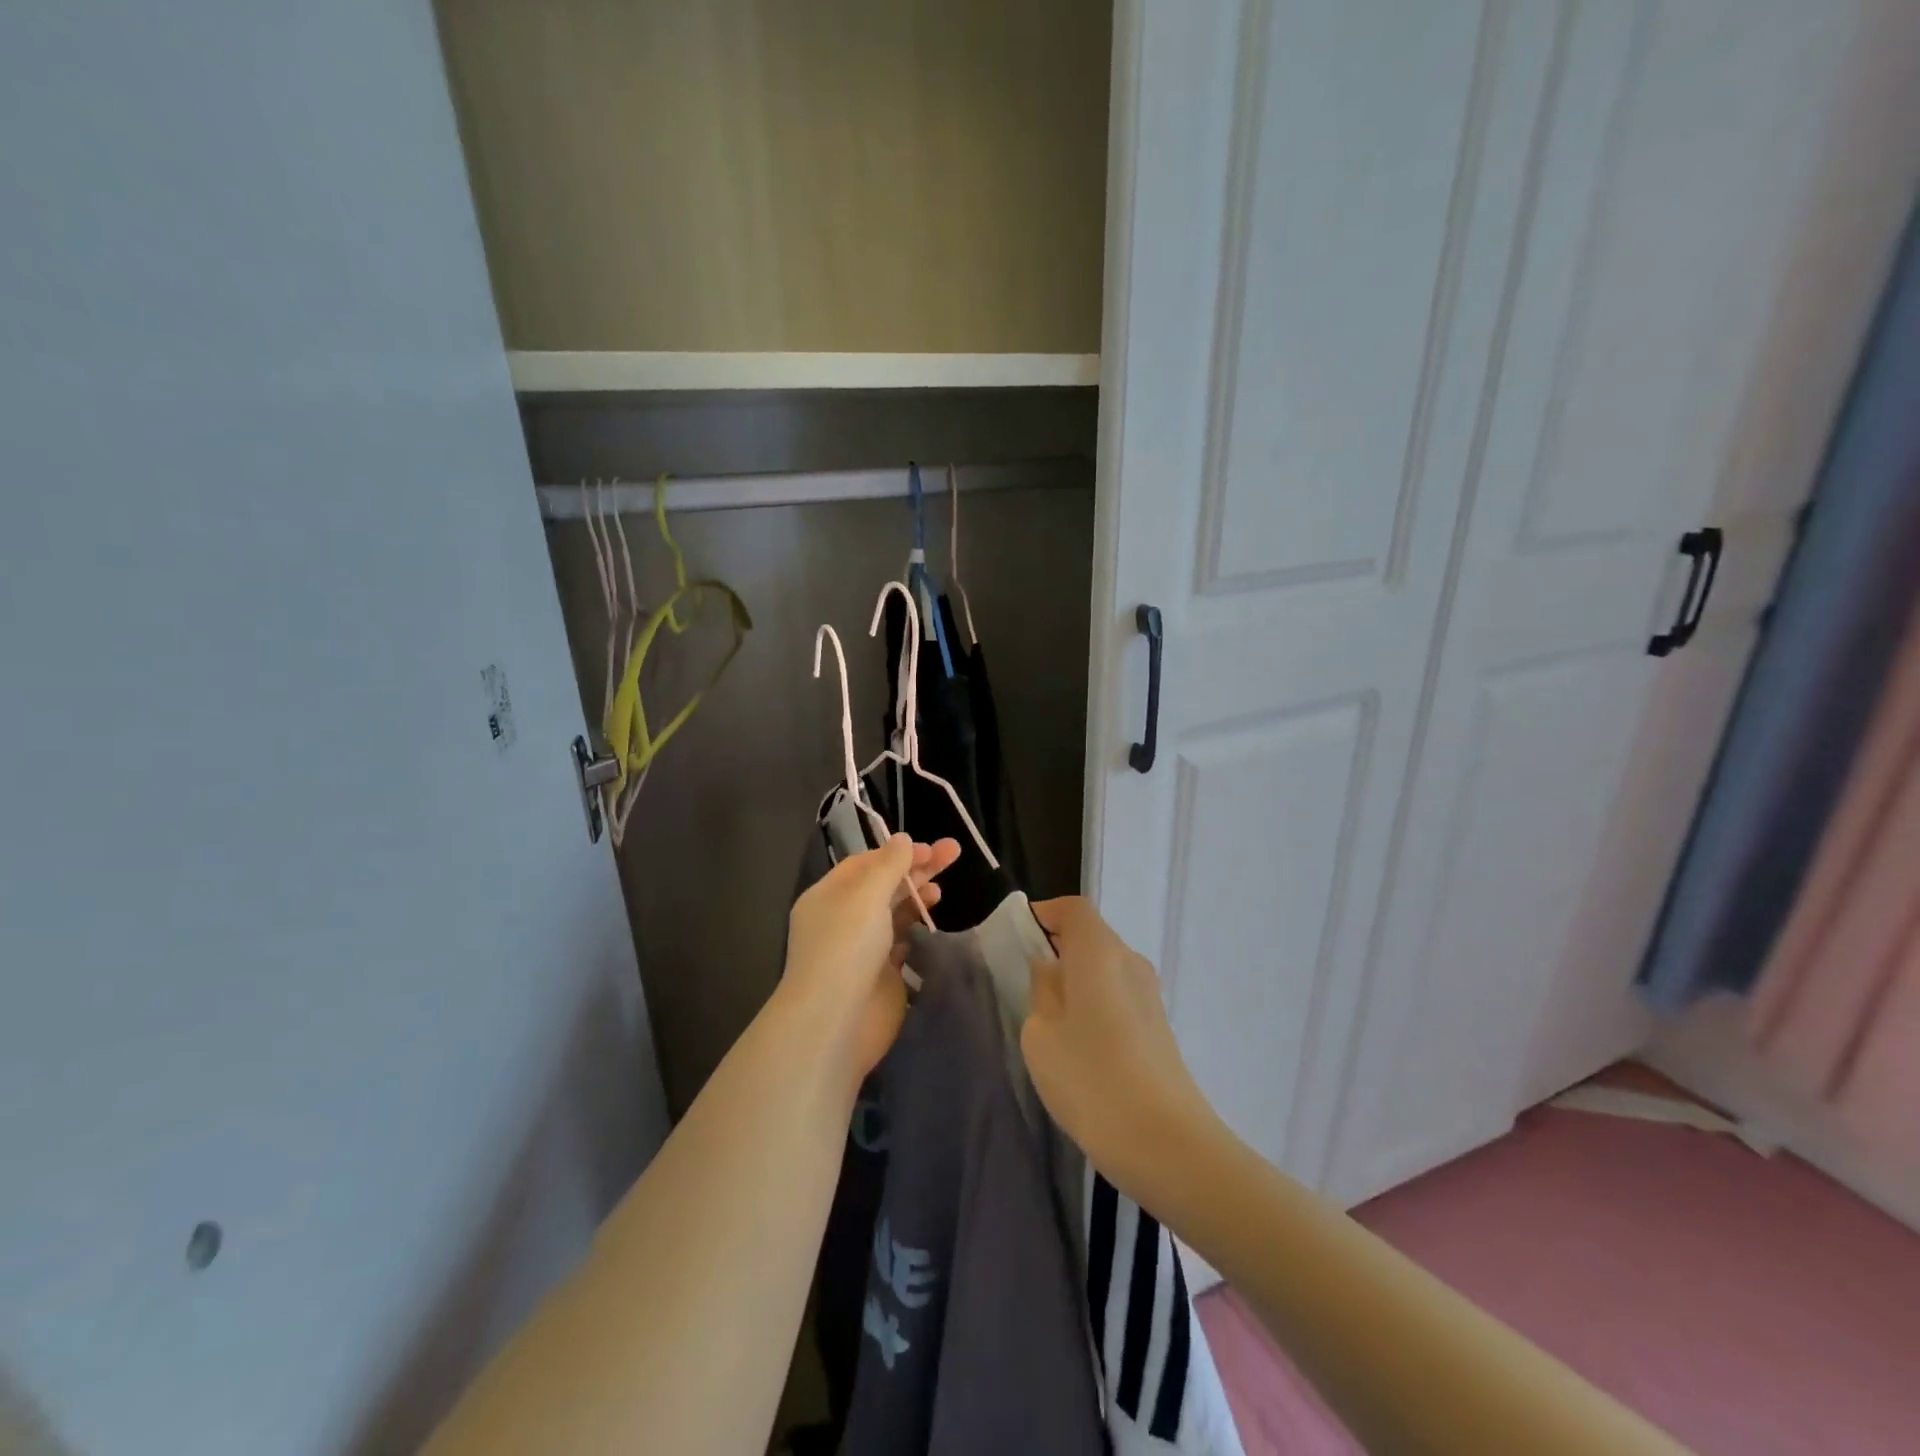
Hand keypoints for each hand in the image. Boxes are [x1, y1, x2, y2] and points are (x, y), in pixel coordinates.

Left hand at [780, 834, 959, 1086]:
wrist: (836, 1023)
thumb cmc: (846, 948)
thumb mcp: (866, 896)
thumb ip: (889, 866)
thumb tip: (903, 839)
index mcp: (829, 895)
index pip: (865, 863)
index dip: (898, 853)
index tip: (931, 849)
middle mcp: (843, 918)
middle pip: (883, 884)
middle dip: (916, 869)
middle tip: (954, 854)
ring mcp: (862, 948)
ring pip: (893, 912)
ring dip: (917, 897)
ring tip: (940, 892)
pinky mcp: (881, 974)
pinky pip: (901, 942)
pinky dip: (916, 928)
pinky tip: (932, 922)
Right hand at [1022, 897, 1216, 1195]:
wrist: (1166, 1144)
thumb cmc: (1091, 1079)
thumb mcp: (1041, 1033)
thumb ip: (1040, 989)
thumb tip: (1048, 968)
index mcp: (1100, 951)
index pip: (1072, 909)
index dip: (1044, 914)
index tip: (1017, 941)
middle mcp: (1130, 961)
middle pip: (1090, 936)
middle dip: (1056, 950)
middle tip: (1024, 983)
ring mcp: (1150, 995)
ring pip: (1104, 968)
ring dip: (1076, 981)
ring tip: (1048, 1020)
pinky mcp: (1158, 1026)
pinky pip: (1118, 995)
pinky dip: (1095, 1004)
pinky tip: (1080, 1046)